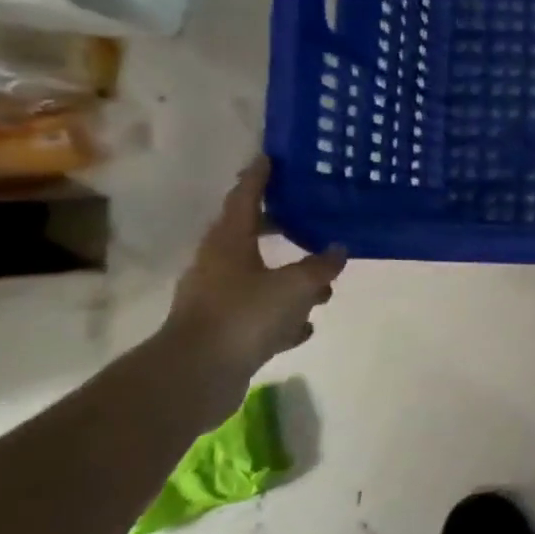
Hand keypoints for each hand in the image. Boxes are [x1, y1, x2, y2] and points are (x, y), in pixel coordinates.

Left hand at [165, 158, 346, 379]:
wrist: (196, 375)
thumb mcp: (295, 286)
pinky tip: (304, 326)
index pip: (245, 198)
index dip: (259, 178)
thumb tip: (338, 249)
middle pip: (254, 238)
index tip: (269, 157)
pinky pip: (262, 316)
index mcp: (230, 243)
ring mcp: (220, 300)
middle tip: (310, 219)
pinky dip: (283, 318)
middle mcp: (220, 266)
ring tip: (323, 288)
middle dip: (283, 231)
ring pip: (262, 280)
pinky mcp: (225, 332)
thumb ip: (320, 266)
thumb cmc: (244, 315)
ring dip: (291, 282)